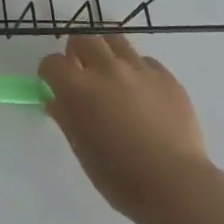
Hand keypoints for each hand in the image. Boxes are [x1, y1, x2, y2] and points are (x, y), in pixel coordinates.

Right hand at [39, 35, 211, 223]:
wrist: (174, 184)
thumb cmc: (119, 175)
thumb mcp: (81, 148)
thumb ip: (65, 117)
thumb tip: (56, 100)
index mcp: (78, 88)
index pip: (52, 63)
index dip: (49, 72)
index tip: (52, 84)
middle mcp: (106, 69)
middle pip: (82, 39)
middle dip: (75, 52)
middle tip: (80, 71)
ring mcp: (139, 69)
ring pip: (114, 40)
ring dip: (105, 51)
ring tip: (109, 71)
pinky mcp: (166, 76)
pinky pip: (144, 61)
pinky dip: (136, 69)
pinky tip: (141, 91)